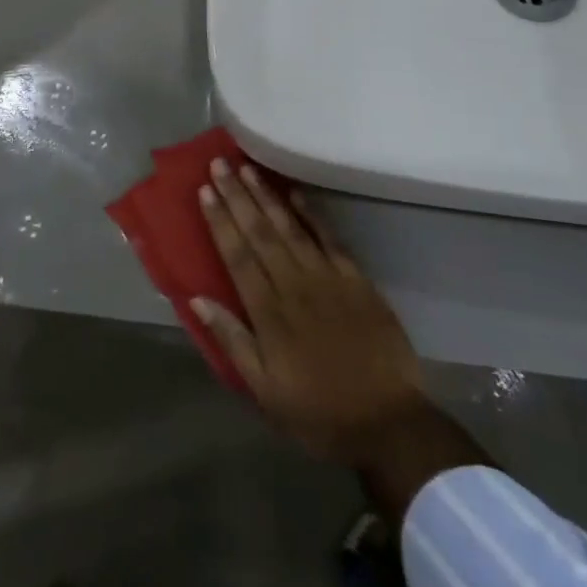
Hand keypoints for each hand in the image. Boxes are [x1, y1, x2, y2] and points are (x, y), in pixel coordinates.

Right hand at [193, 159, 486, 519]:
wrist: (388, 423)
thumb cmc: (319, 412)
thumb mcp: (264, 390)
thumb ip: (232, 341)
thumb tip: (197, 299)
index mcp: (269, 312)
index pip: (237, 255)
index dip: (220, 221)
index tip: (205, 190)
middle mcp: (295, 285)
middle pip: (260, 232)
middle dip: (237, 196)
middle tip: (220, 163)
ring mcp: (328, 278)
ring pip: (290, 228)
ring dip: (267, 196)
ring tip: (247, 169)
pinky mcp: (357, 280)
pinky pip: (330, 239)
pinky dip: (312, 214)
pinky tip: (296, 194)